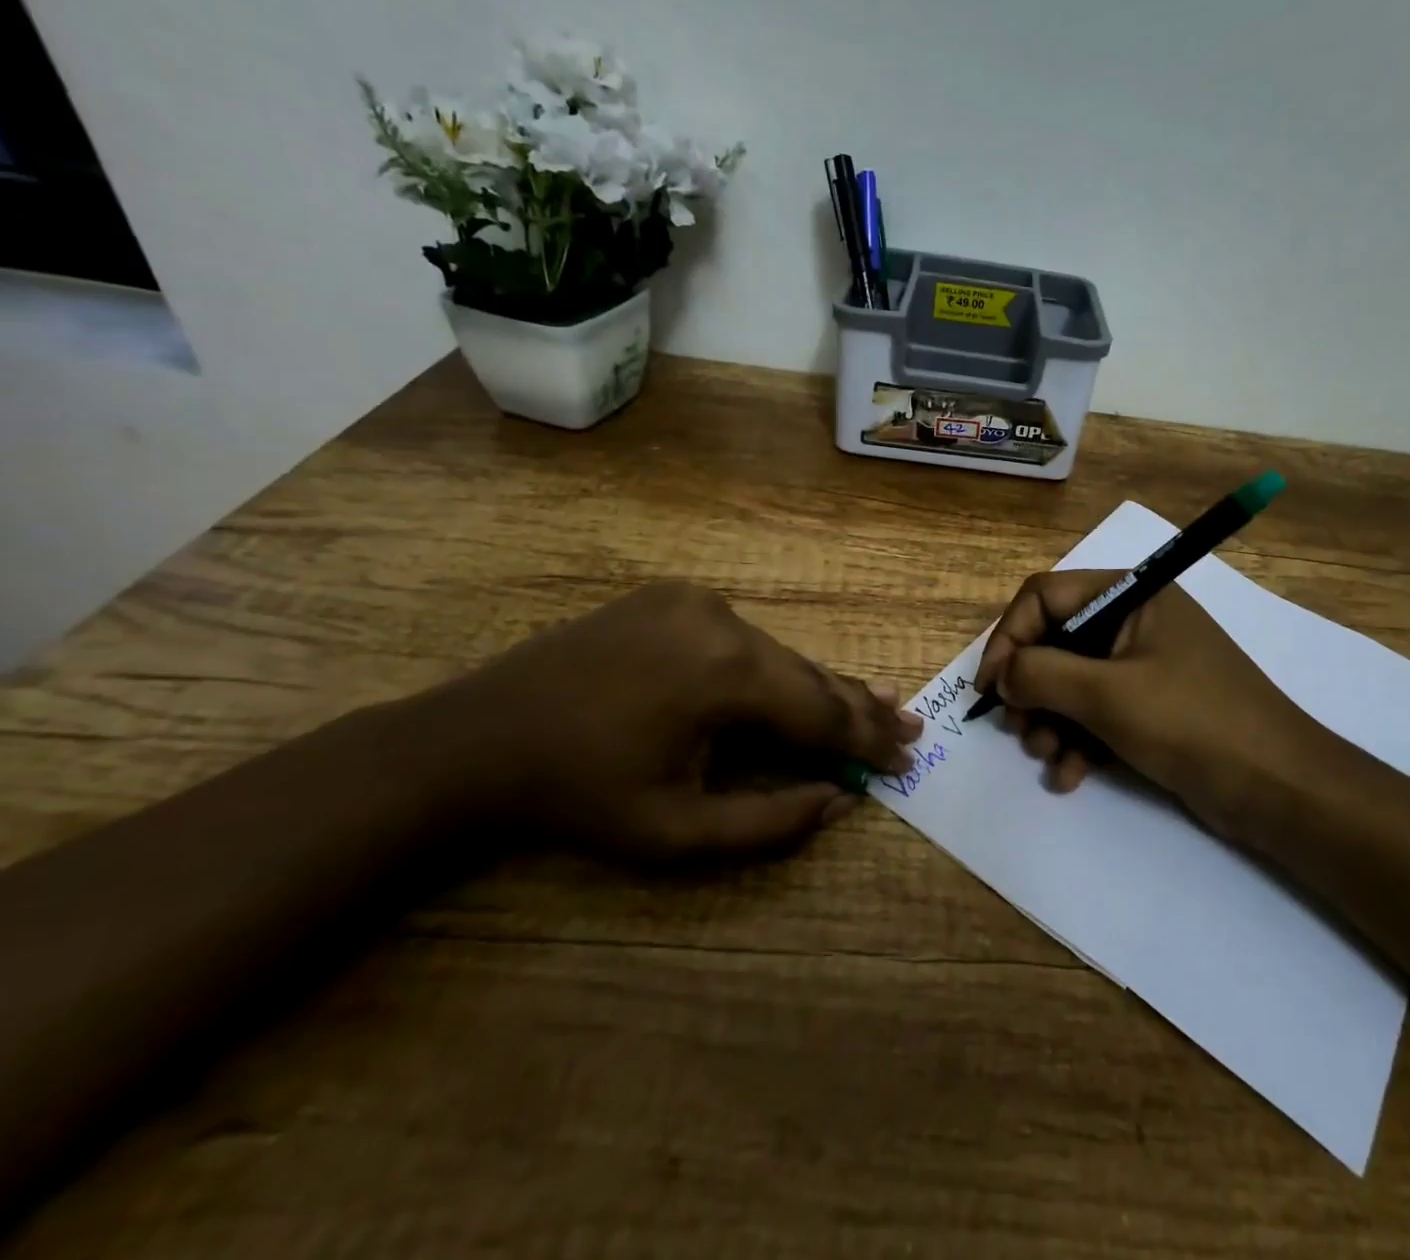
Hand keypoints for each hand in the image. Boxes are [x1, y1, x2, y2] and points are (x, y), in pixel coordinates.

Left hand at [443, 582, 923, 861]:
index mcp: (726, 673)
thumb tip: (841, 800)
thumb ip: (770, 822)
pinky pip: (739, 640)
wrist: (478, 740)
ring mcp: (696, 601)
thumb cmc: (578, 798)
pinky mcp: (673, 598)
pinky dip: (771, 669)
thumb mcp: (675, 833)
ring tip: (874, 702)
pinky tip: (796, 683)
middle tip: (909, 725)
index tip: (909, 754)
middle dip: (856, 709)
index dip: (867, 740)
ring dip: (816, 688)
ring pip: (774, 655)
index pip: (820, 711)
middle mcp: (723, 620)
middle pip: (806, 675)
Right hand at [973, 571, 1337, 832]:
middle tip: (1019, 729)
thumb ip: (1042, 675)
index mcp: (1130, 595)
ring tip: (1048, 757)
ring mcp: (1143, 666)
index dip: (1009, 637)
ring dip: (1051, 722)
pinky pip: (1097, 713)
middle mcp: (1134, 622)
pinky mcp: (1150, 707)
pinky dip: (1078, 741)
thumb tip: (1003, 674)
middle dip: (1031, 689)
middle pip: (1055, 642)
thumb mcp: (1107, 695)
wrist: (1278, 789)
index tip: (990, 686)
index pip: (1045, 596)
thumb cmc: (1192, 723)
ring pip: (1071, 682)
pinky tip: (1071, 776)